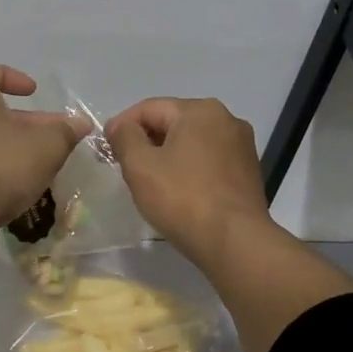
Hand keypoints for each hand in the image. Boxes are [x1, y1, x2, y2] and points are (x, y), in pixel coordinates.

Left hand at [0, 62, 88, 256]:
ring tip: (40, 164)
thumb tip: (80, 123)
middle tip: (52, 137)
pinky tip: (18, 187)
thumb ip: (66, 131)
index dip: (7, 76)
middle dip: (23, 122)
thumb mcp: (47, 145)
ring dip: (11, 147)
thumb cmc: (1, 165)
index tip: (32, 92)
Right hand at [105, 97, 272, 267]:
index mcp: (200, 110)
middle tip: (123, 166)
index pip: (149, 108)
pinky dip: (189, 170)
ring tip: (149, 182)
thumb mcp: (140, 166)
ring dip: (167, 156)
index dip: (121, 126)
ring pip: (192, 143)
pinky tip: (178, 192)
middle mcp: (227, 119)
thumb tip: (120, 126)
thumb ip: (125, 137)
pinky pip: (209, 162)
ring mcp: (242, 146)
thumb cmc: (183, 199)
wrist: (235, 243)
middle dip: (145, 141)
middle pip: (173, 123)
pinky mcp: (249, 172)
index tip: (104, 149)